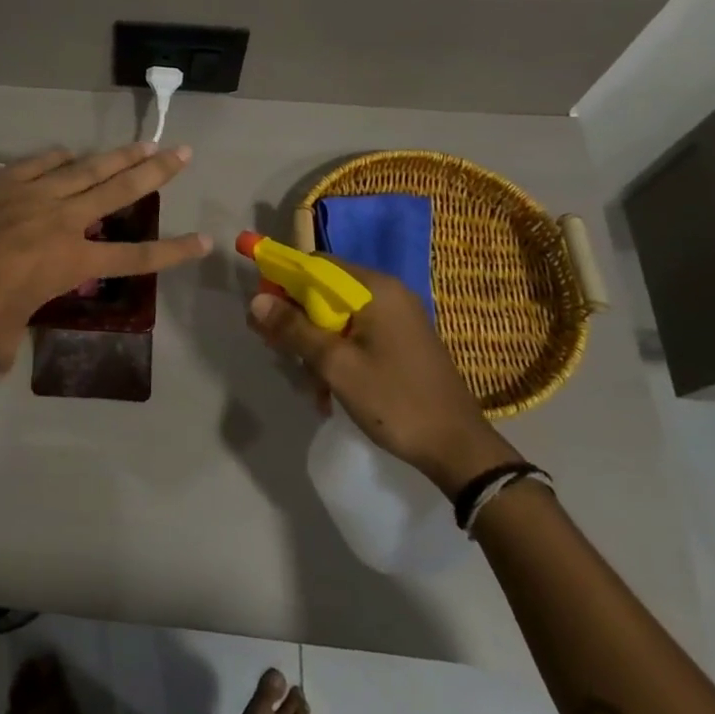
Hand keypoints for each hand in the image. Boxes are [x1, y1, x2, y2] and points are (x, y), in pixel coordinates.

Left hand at [0, 143, 211, 373]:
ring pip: (88, 168)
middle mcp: (62, 220)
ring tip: (145, 142)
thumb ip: (3, 352)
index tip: (204, 240)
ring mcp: (34, 193)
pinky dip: (59, 158)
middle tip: (182, 154)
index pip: (134, 257)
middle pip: (120, 191)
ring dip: (119, 155)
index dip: (172, 250)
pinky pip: (41, 162)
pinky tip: (70, 153)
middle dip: (155, 172)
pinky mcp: (4, 178)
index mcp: (70, 261)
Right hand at [246, 264, 517, 494]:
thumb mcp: (336, 365)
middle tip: (274, 347)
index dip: (283, 280)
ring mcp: (397, 318)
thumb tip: (256, 299)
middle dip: (296, 319)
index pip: (316, 264)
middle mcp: (387, 294)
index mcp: (375, 289)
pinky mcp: (400, 341)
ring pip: (337, 316)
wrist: (458, 448)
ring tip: (308, 383)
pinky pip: (355, 334)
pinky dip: (336, 354)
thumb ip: (295, 329)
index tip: (261, 309)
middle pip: (325, 290)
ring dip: (315, 344)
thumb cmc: (394, 400)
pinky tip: (328, 390)